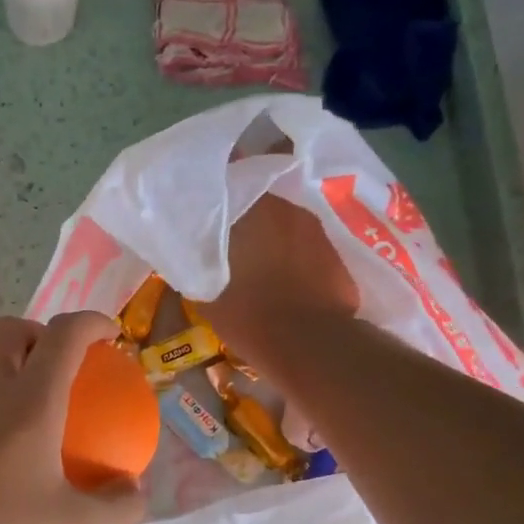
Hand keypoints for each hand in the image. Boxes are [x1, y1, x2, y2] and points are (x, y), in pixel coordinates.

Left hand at [0, 311, 145, 523]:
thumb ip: (116, 507)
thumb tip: (136, 491)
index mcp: (28, 399)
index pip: (62, 335)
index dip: (91, 323)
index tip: (110, 334)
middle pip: (9, 330)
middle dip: (40, 331)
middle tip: (64, 365)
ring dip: (8, 363)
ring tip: (34, 404)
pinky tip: (1, 450)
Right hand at [200, 194, 359, 365]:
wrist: (310, 342)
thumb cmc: (249, 315)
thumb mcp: (205, 293)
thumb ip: (197, 264)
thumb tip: (190, 254)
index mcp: (249, 209)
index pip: (228, 181)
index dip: (215, 191)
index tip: (202, 203)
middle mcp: (284, 207)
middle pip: (257, 199)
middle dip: (242, 213)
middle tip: (226, 234)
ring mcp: (313, 228)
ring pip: (281, 220)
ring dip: (268, 233)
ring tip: (254, 257)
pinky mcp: (334, 250)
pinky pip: (302, 242)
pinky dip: (290, 252)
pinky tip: (281, 274)